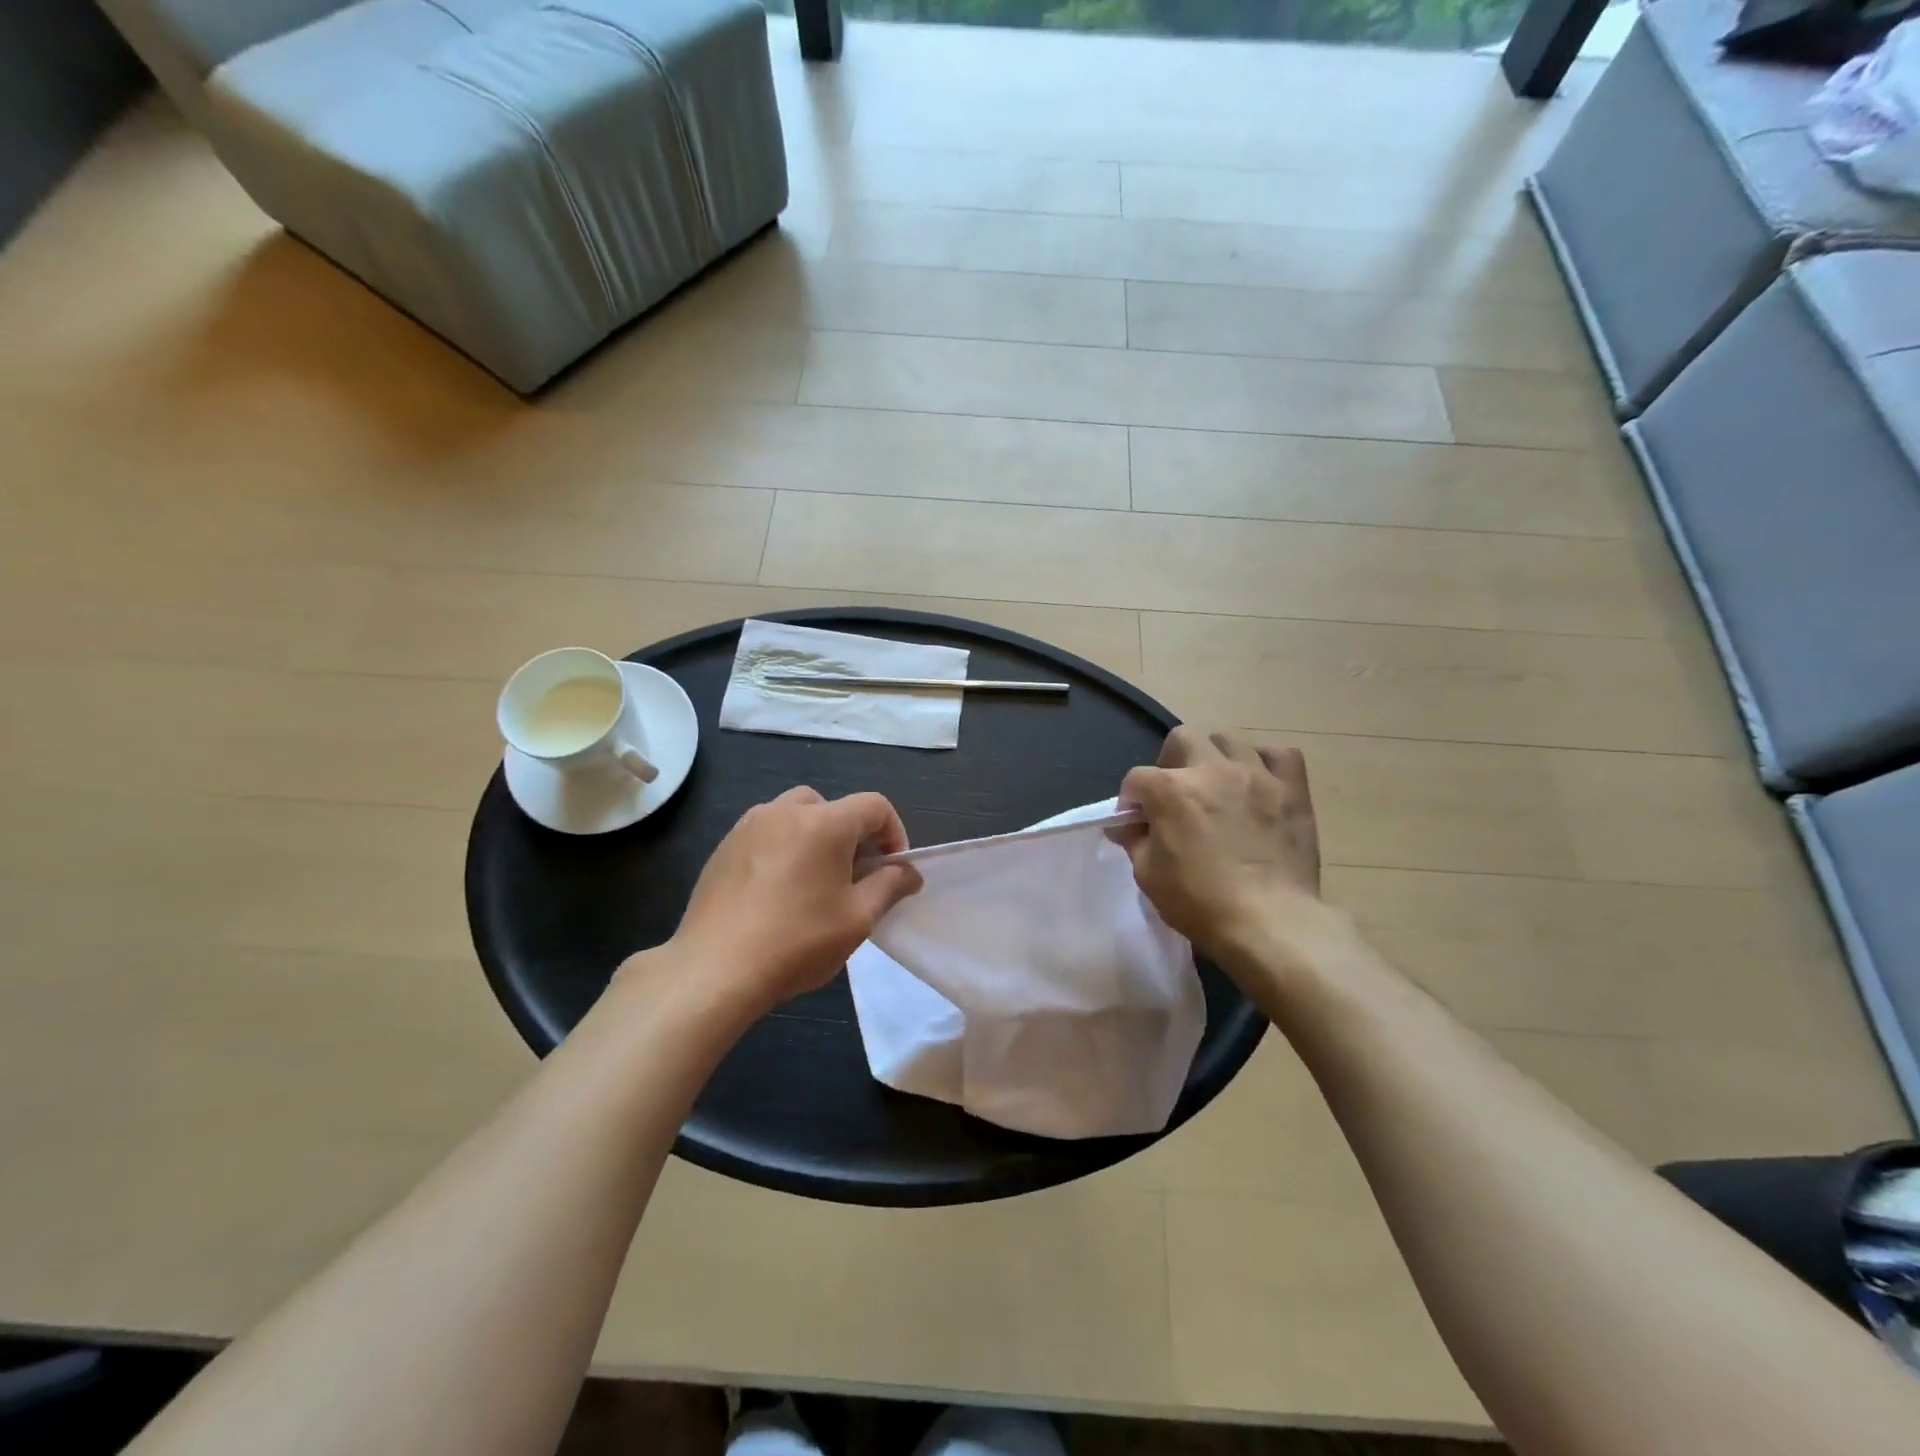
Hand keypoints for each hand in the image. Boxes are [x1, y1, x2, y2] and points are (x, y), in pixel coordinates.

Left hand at [666, 787, 922, 1013]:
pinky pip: (766, 834)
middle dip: (852, 835)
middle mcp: (785, 811)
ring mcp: (749, 826)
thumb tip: (909, 872)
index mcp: (825, 822)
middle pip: (833, 807)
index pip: (875, 806)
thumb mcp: (858, 919)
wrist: (714, 969)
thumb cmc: (797, 941)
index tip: (892, 871)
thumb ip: (890, 886)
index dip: (894, 834)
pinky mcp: (723, 848)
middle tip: (853, 878)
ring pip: (796, 816)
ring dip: (816, 839)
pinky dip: (783, 849)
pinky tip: (776, 893)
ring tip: (814, 884)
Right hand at [1112, 728, 1322, 960]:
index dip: (1131, 801)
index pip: (1137, 779)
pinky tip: (1258, 783)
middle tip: (1175, 795)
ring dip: (1215, 758)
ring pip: (1229, 740)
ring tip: (1217, 786)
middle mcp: (1211, 770)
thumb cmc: (1200, 902)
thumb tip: (1128, 825)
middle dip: (1170, 763)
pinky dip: (1264, 763)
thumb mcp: (1148, 875)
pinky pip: (1280, 756)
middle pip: (1182, 739)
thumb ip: (1135, 840)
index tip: (1135, 823)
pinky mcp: (1292, 790)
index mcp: (1171, 790)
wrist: (1270, 923)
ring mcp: (1256, 776)